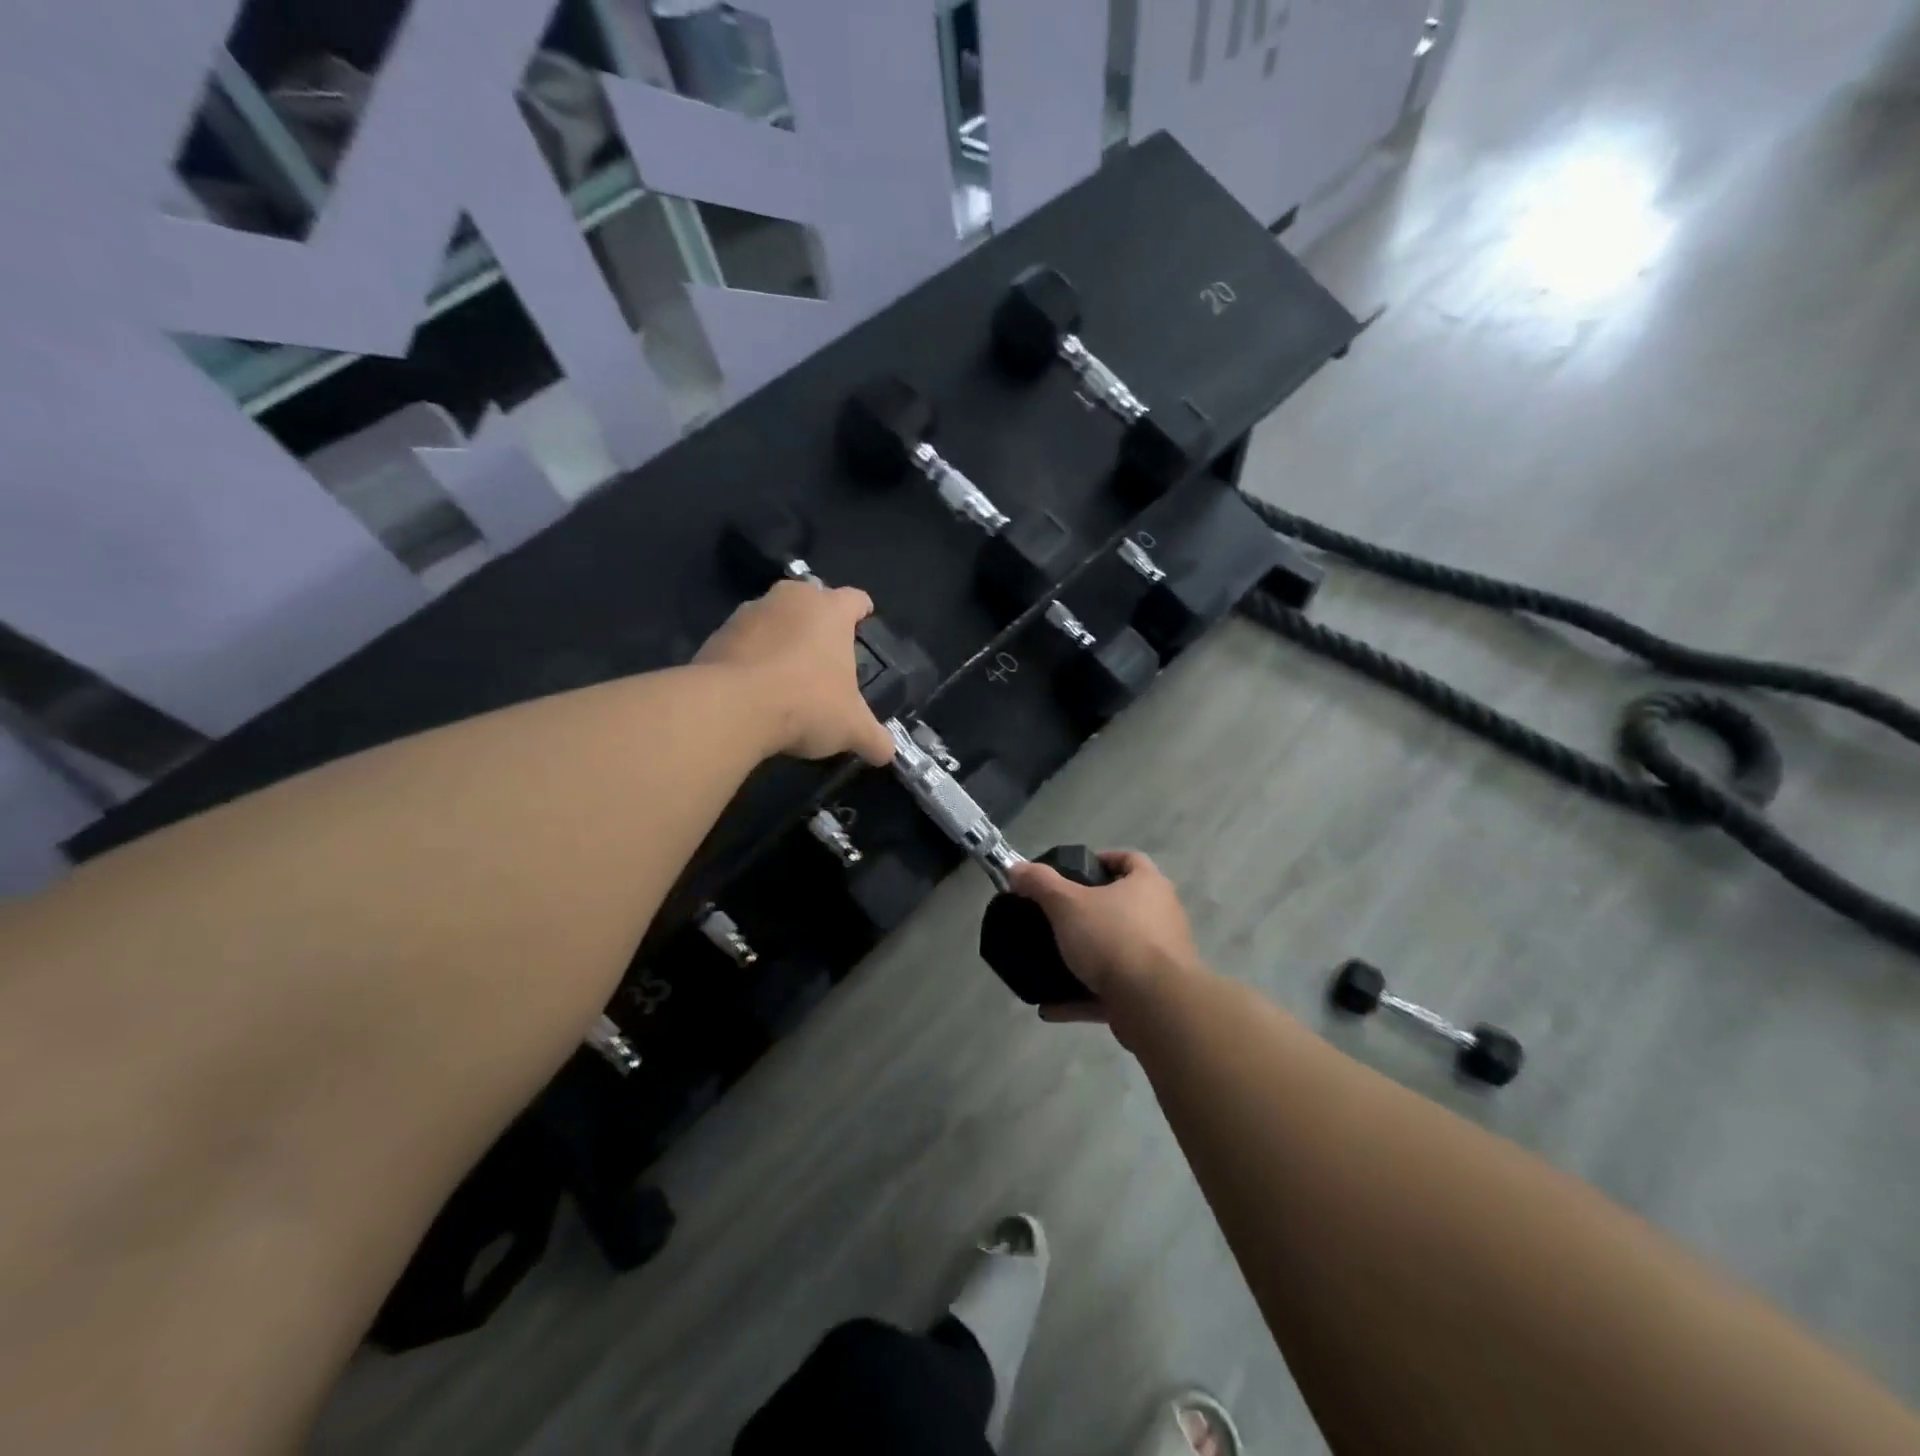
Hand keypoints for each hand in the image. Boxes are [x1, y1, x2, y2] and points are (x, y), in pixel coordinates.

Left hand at [696, 580, 896, 765]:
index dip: (862, 611)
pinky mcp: (717, 634)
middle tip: (825, 654)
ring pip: (774, 618)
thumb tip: (888, 753)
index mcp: (830, 610)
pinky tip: (754, 688)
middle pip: (811, 601)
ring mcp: (749, 612)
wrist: (731, 708)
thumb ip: (874, 737)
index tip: (864, 622)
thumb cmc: (806, 703)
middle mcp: (791, 599)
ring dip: (781, 638)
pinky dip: (751, 657)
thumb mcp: (851, 728)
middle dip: (818, 622)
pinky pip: (743, 641)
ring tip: (786, 674)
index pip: (855, 599)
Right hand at [1005, 850, 1206, 1034]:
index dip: (1102, 860)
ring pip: (1116, 951)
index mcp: (1148, 885)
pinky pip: (1112, 991)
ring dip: (1085, 959)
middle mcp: (1161, 916)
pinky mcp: (1152, 995)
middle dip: (1090, 912)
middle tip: (1058, 916)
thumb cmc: (1113, 937)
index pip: (1129, 859)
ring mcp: (1160, 958)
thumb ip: (1040, 883)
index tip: (1074, 871)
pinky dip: (1083, 997)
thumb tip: (1015, 868)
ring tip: (1051, 961)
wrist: (1154, 1004)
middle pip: (1123, 906)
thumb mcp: (1067, 903)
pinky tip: (1051, 1006)